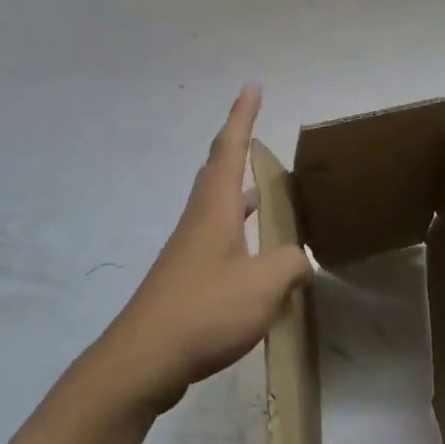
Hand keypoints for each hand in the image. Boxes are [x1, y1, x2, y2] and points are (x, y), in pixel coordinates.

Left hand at [95, 86, 312, 414]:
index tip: (251, 85)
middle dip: (237, 145)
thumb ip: (291, 264)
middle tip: (257, 131)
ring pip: (217, 204)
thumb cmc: (206, 309)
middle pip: (218, 170)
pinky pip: (218, 236)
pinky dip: (239, 229)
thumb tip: (299, 259)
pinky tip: (255, 253)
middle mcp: (199, 219)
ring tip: (267, 190)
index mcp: (216, 208)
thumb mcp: (265, 284)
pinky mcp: (186, 277)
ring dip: (239, 189)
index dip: (243, 115)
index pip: (230, 147)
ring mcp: (189, 249)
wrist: (145, 358)